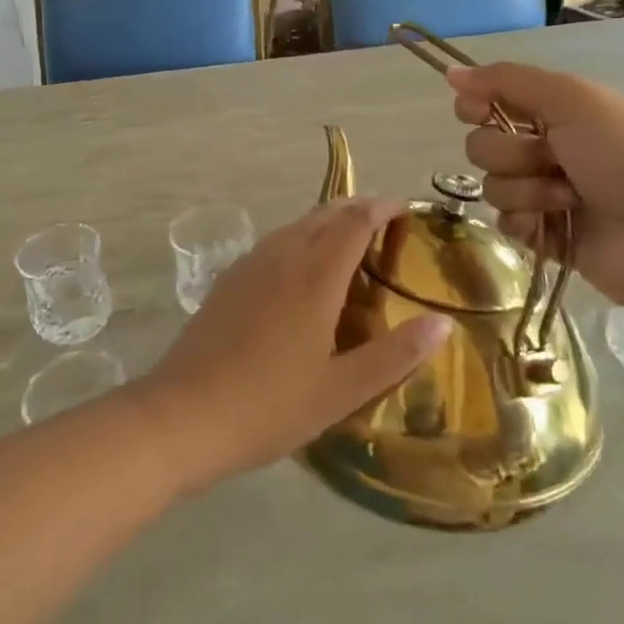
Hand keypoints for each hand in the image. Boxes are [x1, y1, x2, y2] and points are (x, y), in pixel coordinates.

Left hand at [134, 199, 452, 493]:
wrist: (181, 415)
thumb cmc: (268, 406)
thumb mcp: (340, 391)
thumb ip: (394, 355)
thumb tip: (442, 323)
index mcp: (315, 276)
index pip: (355, 221)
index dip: (383, 208)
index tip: (405, 208)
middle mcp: (283, 256)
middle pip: (325, 215)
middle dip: (357, 209)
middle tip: (385, 222)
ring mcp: (250, 265)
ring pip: (296, 226)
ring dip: (327, 222)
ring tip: (349, 241)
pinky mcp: (228, 280)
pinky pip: (275, 243)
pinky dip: (301, 239)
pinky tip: (301, 269)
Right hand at [448, 63, 623, 318]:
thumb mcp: (574, 100)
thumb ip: (508, 81)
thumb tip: (450, 73)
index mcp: (554, 110)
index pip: (488, 99)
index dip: (475, 105)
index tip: (477, 112)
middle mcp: (545, 147)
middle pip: (481, 144)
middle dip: (510, 153)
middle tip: (552, 159)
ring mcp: (543, 193)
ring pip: (491, 185)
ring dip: (526, 190)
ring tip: (568, 199)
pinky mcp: (543, 234)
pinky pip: (503, 222)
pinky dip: (524, 222)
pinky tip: (553, 226)